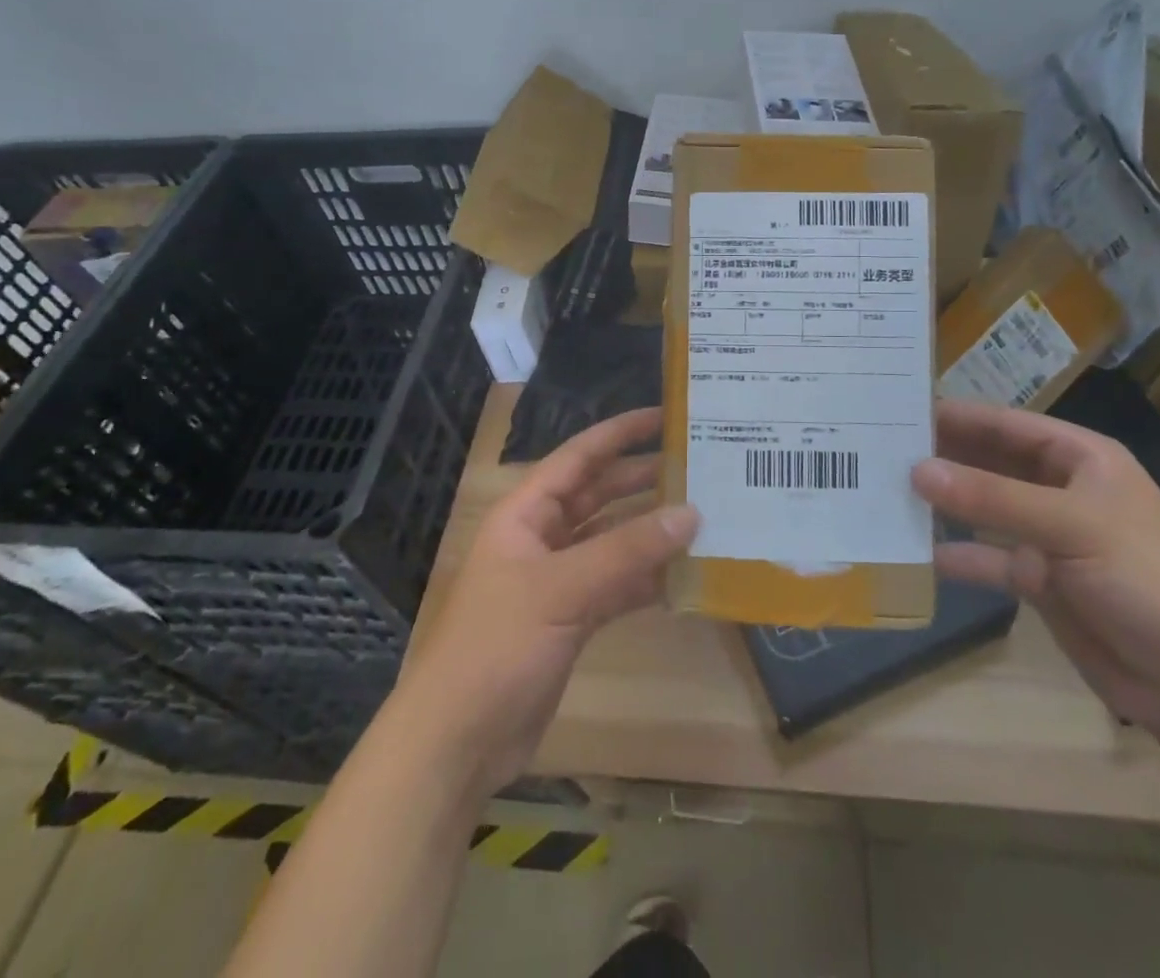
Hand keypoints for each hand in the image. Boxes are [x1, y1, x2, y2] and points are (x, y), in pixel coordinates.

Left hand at [392, 408, 697, 794]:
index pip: (578, 457)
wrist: (458, 742)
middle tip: (696, 466)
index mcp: (525, 514)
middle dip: (641, 479)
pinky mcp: (570, 619)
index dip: (619, 433)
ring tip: (702, 515)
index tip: (664, 416)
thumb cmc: (497, 646)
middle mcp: (541, 538)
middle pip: (598, 495)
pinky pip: (615, 584)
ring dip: (649, 531)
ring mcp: (556, 580)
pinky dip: (645, 579)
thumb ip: (627, 550)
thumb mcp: (562, 590)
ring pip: (611, 541)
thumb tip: (690, 513)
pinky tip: (683, 576)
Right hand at [913, 399, 1159, 748]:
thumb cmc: (1149, 580)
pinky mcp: (1041, 580)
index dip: (956, 414)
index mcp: (1080, 457)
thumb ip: (992, 498)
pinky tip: (918, 554)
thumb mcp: (1072, 527)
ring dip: (944, 504)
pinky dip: (958, 557)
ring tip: (886, 493)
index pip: (1006, 424)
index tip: (898, 409)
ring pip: (984, 509)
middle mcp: (1060, 488)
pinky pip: (989, 559)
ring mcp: (1050, 535)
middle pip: (990, 462)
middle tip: (879, 449)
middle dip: (942, 457)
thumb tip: (917, 470)